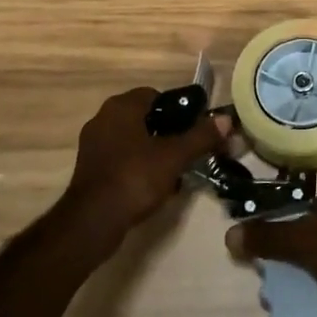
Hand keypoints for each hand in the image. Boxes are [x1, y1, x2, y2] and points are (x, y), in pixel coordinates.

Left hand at [61, 87, 220, 253]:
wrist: (93, 222)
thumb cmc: (135, 178)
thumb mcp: (175, 156)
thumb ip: (201, 136)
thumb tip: (226, 119)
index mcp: (121, 107)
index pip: (155, 95)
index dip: (178, 110)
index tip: (194, 128)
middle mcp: (103, 119)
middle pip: (145, 118)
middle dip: (169, 132)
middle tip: (189, 149)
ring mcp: (93, 145)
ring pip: (134, 140)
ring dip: (155, 151)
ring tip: (176, 169)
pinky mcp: (90, 169)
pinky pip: (122, 159)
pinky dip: (139, 166)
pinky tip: (155, 185)